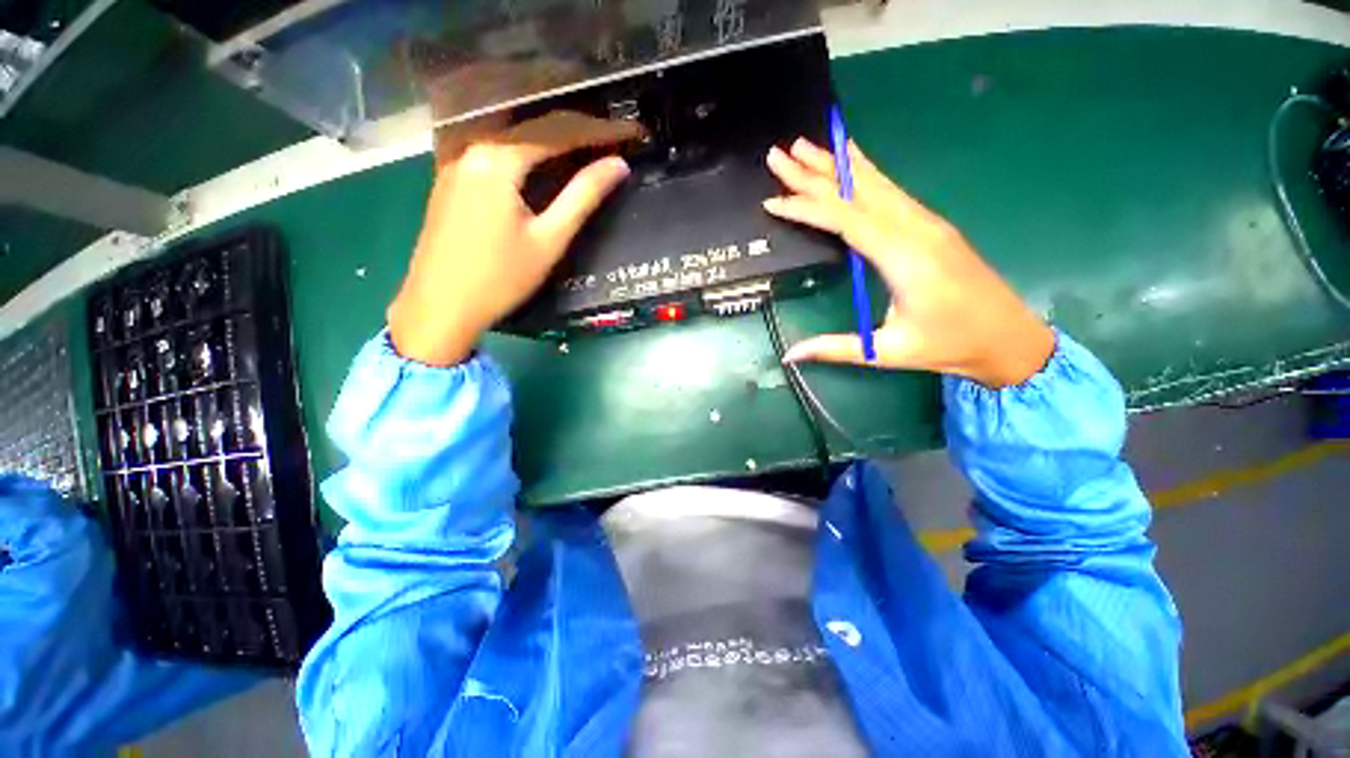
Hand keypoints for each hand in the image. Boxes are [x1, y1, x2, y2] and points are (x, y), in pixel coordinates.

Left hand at [388, 111, 641, 365]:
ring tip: (576, 153)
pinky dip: (518, 159)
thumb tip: (617, 166)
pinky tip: (533, 172)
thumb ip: (583, 197)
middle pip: (527, 132)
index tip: (621, 136)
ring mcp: (453, 167)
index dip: (590, 133)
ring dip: (542, 146)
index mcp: (496, 160)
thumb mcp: (549, 239)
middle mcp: (470, 151)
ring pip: (506, 144)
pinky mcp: (446, 185)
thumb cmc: (501, 277)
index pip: (553, 133)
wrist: (440, 307)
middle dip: (567, 134)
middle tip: (602, 142)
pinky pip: (489, 159)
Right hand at [763, 139, 1054, 388]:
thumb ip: (835, 348)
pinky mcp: (930, 225)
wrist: (1011, 338)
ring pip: (876, 183)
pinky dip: (863, 173)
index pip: (845, 220)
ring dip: (838, 164)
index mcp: (905, 258)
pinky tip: (852, 162)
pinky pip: (890, 191)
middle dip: (814, 171)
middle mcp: (916, 229)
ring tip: (806, 146)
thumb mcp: (888, 352)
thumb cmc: (950, 346)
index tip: (772, 201)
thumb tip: (789, 355)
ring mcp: (926, 222)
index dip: (806, 208)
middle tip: (778, 154)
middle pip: (857, 190)